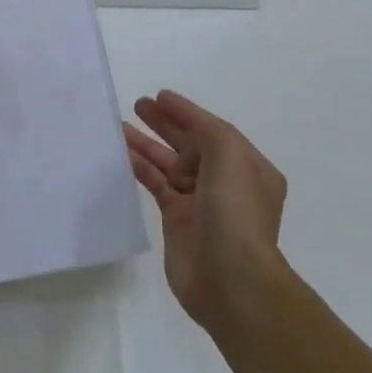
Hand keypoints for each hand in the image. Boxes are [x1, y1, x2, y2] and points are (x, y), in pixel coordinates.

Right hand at [125, 90, 292, 328]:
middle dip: (167, 123)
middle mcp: (227, 182)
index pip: (214, 129)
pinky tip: (124, 154)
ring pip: (170, 164)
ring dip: (148, 144)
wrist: (229, 278)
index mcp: (249, 167)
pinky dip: (142, 168)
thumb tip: (183, 145)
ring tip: (122, 126)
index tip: (160, 95)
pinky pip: (157, 185)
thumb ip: (206, 133)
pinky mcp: (177, 220)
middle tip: (139, 105)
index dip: (187, 111)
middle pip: (191, 144)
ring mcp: (201, 202)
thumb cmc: (235, 211)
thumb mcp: (229, 156)